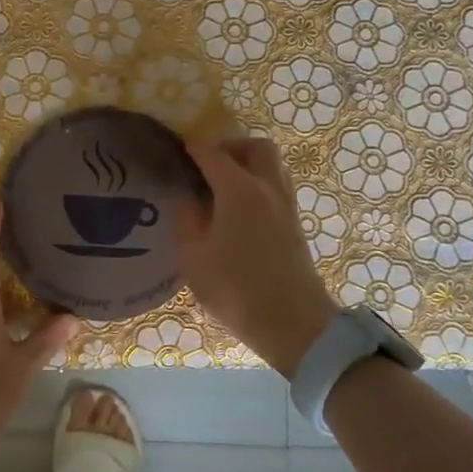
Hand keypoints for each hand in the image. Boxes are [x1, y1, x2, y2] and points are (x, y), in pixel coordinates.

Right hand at [175, 138, 338, 375]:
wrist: (293, 324)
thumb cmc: (235, 289)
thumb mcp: (193, 257)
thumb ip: (186, 220)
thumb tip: (188, 199)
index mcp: (239, 190)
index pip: (213, 154)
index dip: (193, 148)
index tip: (177, 148)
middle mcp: (267, 188)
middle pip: (255, 148)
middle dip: (230, 148)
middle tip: (207, 166)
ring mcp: (286, 205)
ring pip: (272, 166)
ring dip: (248, 165)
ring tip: (221, 188)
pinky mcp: (295, 224)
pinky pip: (276, 187)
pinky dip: (258, 184)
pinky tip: (237, 210)